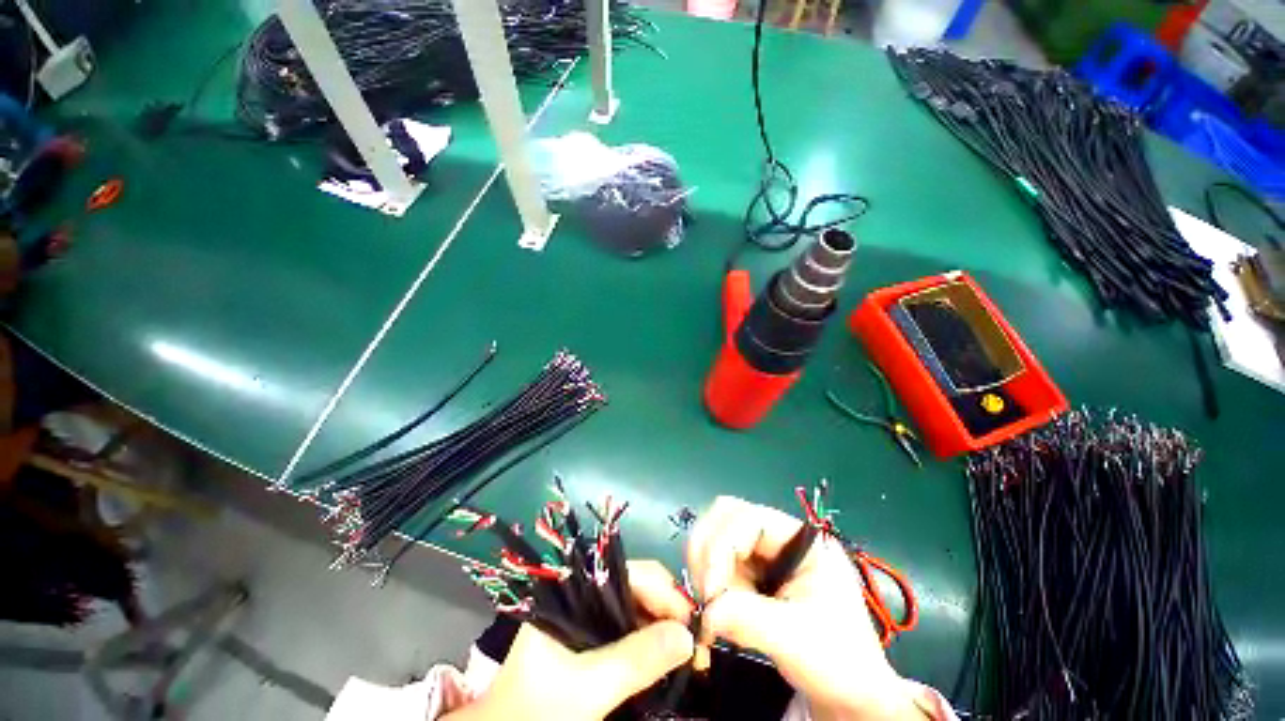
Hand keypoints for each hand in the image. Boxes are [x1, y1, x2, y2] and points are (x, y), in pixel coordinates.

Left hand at [446, 561, 694, 720]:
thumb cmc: (538, 712)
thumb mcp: (587, 688)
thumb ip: (636, 659)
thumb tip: (689, 636)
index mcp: (573, 590)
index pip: (629, 572)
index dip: (665, 591)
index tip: (696, 622)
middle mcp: (582, 595)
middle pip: (636, 587)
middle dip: (669, 610)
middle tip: (699, 644)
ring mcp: (588, 618)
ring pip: (636, 610)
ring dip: (664, 628)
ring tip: (690, 654)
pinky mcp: (593, 642)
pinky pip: (630, 632)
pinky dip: (651, 644)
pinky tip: (669, 659)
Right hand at [688, 496, 924, 720]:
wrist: (849, 698)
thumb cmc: (839, 664)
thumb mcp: (797, 640)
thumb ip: (748, 619)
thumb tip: (705, 611)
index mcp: (803, 540)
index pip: (750, 519)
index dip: (723, 545)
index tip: (710, 590)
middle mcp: (780, 538)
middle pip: (726, 516)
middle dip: (708, 551)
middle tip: (703, 592)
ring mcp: (764, 555)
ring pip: (716, 539)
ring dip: (706, 570)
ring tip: (712, 608)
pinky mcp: (752, 574)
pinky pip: (717, 565)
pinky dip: (708, 584)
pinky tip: (716, 612)